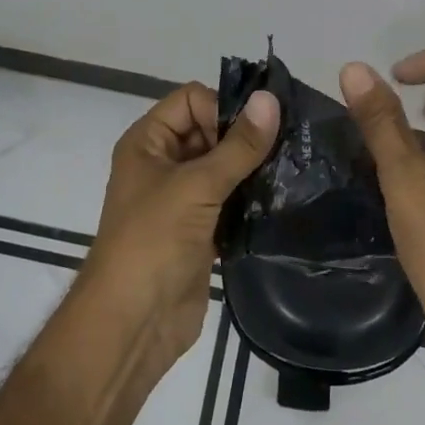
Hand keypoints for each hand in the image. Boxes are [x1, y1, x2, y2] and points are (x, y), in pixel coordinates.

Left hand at [84, 82, 278, 369]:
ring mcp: (182, 198)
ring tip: (291, 169)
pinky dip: (252, 198)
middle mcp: (163, 163)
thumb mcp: (196, 187)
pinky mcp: (201, 229)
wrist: (133, 325)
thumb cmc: (152, 242)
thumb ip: (238, 146)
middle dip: (244, 137)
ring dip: (253, 168)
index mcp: (148, 142)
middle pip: (210, 130)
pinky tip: (283, 198)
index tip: (255, 131)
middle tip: (287, 145)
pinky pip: (231, 200)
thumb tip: (270, 99)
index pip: (191, 100)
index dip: (222, 108)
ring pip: (224, 167)